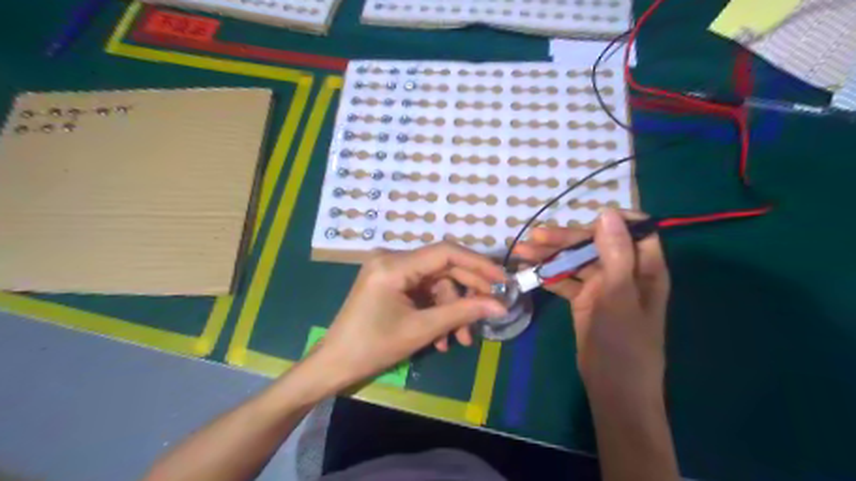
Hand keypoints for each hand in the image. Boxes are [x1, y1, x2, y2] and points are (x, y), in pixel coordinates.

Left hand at [313, 242, 506, 389]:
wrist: (335, 364)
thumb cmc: (374, 347)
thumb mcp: (422, 330)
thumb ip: (463, 313)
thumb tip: (500, 305)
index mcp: (394, 265)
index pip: (446, 253)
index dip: (478, 264)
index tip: (503, 279)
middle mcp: (392, 258)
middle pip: (442, 268)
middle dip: (466, 294)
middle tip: (489, 312)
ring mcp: (390, 270)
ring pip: (435, 283)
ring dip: (451, 310)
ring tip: (461, 340)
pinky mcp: (390, 282)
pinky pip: (422, 291)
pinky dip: (435, 311)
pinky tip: (442, 338)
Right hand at [514, 209, 667, 396]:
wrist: (613, 389)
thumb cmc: (624, 343)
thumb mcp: (619, 296)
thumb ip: (615, 254)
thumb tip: (606, 212)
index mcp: (644, 267)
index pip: (634, 230)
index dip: (611, 220)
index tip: (582, 218)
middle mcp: (624, 272)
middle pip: (595, 244)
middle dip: (565, 239)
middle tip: (534, 238)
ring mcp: (602, 286)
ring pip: (576, 261)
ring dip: (550, 256)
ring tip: (522, 252)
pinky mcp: (584, 300)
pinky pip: (566, 281)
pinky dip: (548, 275)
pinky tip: (528, 272)